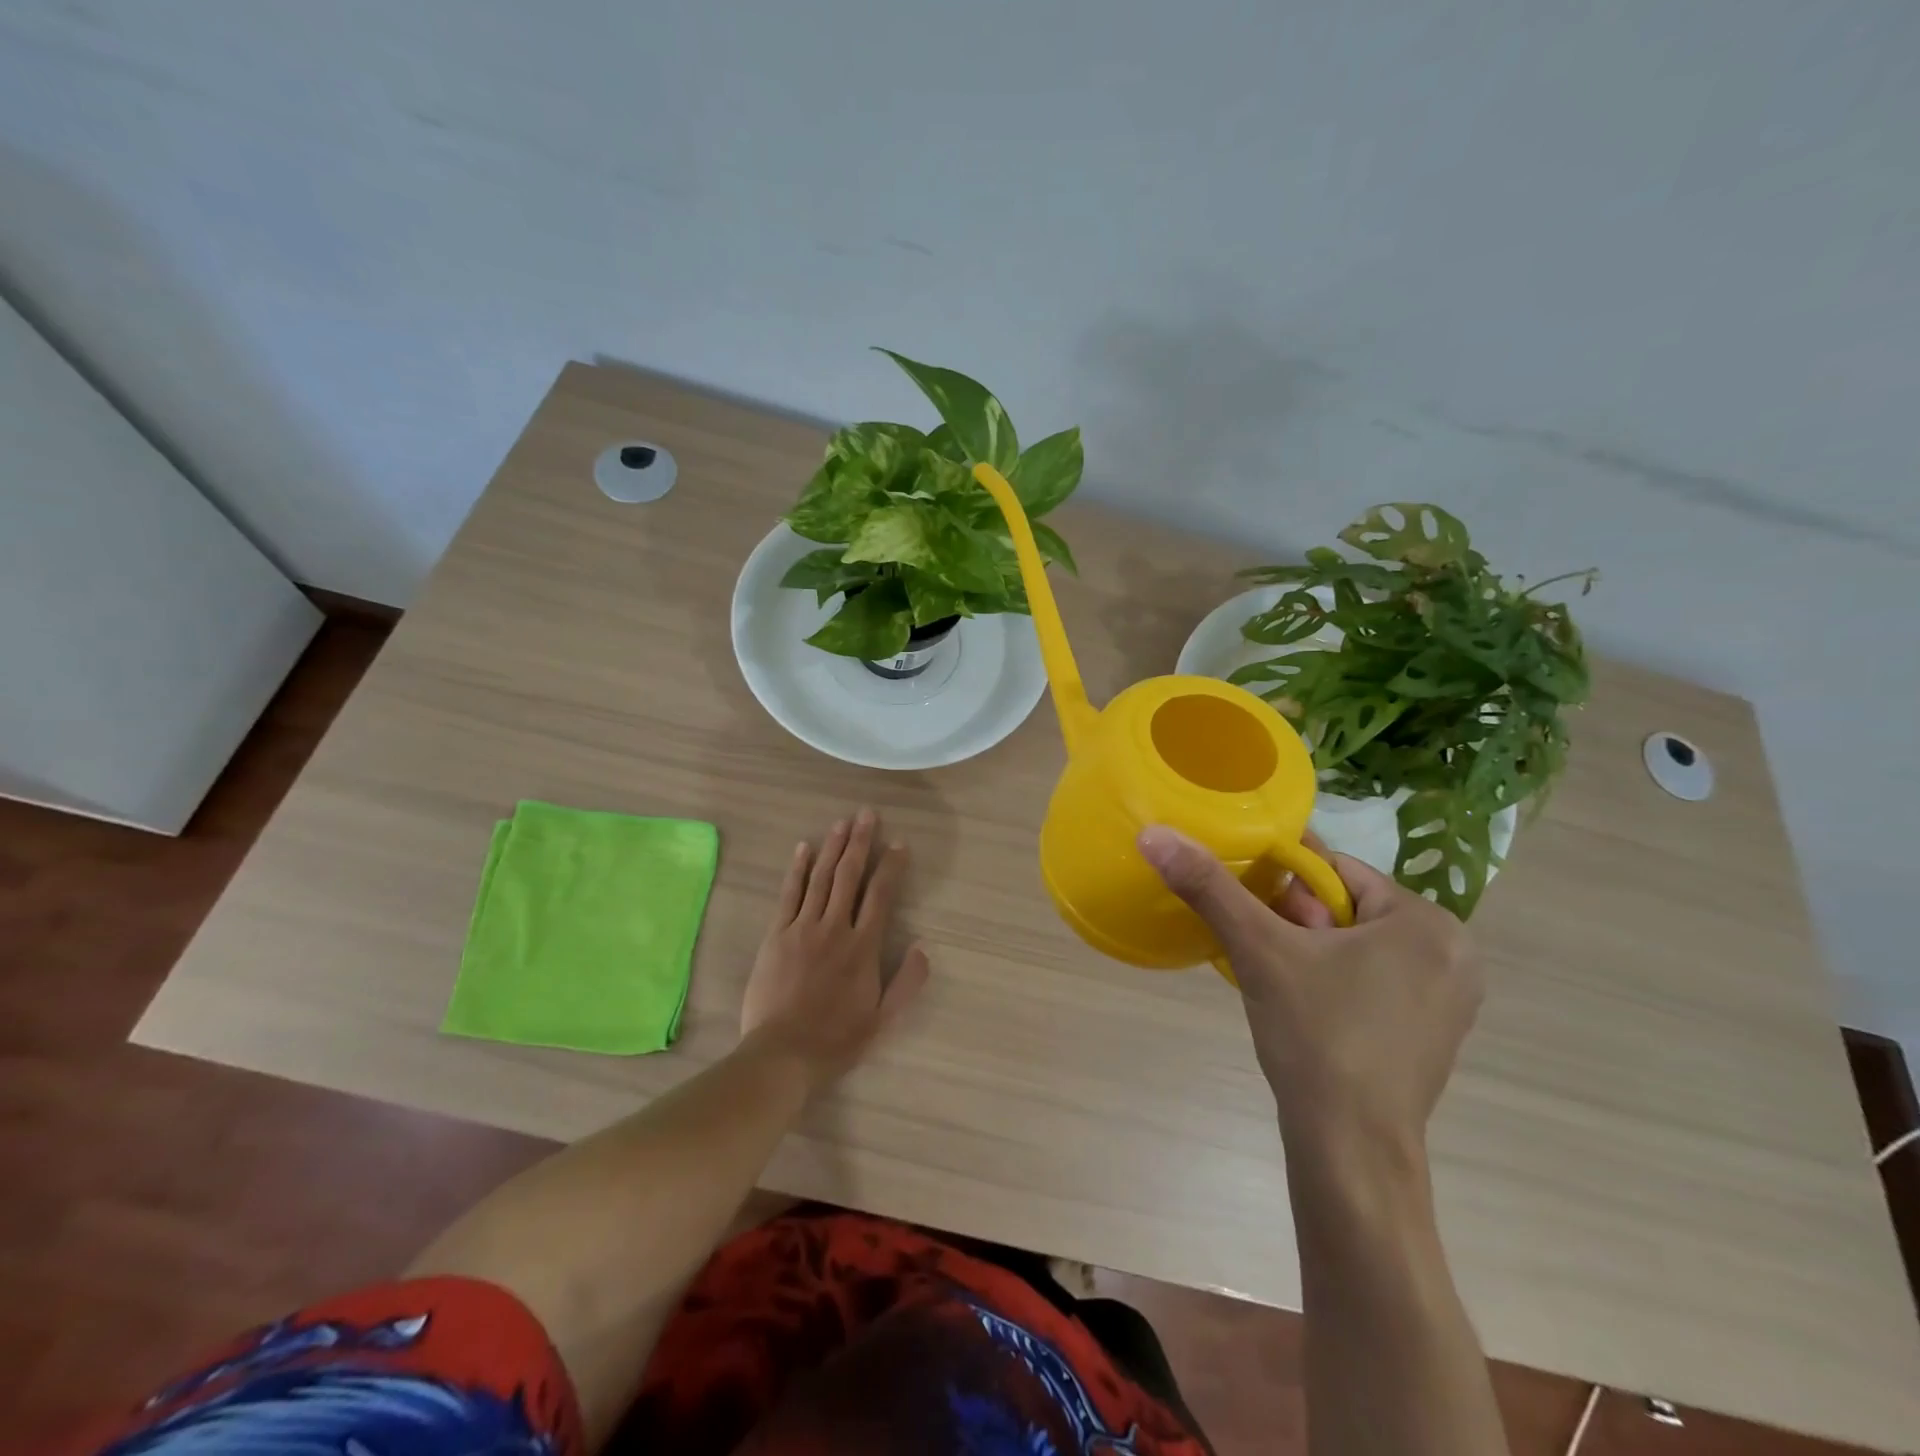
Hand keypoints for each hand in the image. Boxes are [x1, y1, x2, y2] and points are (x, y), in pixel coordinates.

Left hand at [740, 808, 929, 1091]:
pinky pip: (789, 894)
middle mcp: (835, 928)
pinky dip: (797, 869)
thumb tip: (924, 947)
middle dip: (860, 842)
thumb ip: (907, 983)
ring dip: (833, 847)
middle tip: (867, 814)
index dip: (891, 866)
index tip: (899, 843)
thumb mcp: (883, 1020)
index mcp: (863, 947)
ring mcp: (803, 928)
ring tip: (842, 822)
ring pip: (821, 878)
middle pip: (850, 876)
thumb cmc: (837, 1039)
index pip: (881, 895)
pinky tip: (804, 848)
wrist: (782, 1054)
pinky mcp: (776, 935)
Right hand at [1137, 827, 1481, 1156]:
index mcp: (1427, 922)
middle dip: (1300, 924)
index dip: (1286, 888)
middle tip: (1270, 959)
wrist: (1351, 1149)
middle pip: (1350, 908)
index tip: (1257, 918)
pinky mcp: (1437, 1033)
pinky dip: (1338, 981)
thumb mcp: (1258, 950)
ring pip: (1360, 944)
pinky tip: (1310, 1011)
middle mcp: (1455, 953)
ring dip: (1314, 952)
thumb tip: (1154, 835)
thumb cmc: (1316, 1036)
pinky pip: (1376, 979)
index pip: (1337, 872)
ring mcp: (1452, 998)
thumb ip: (1208, 887)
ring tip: (1283, 986)